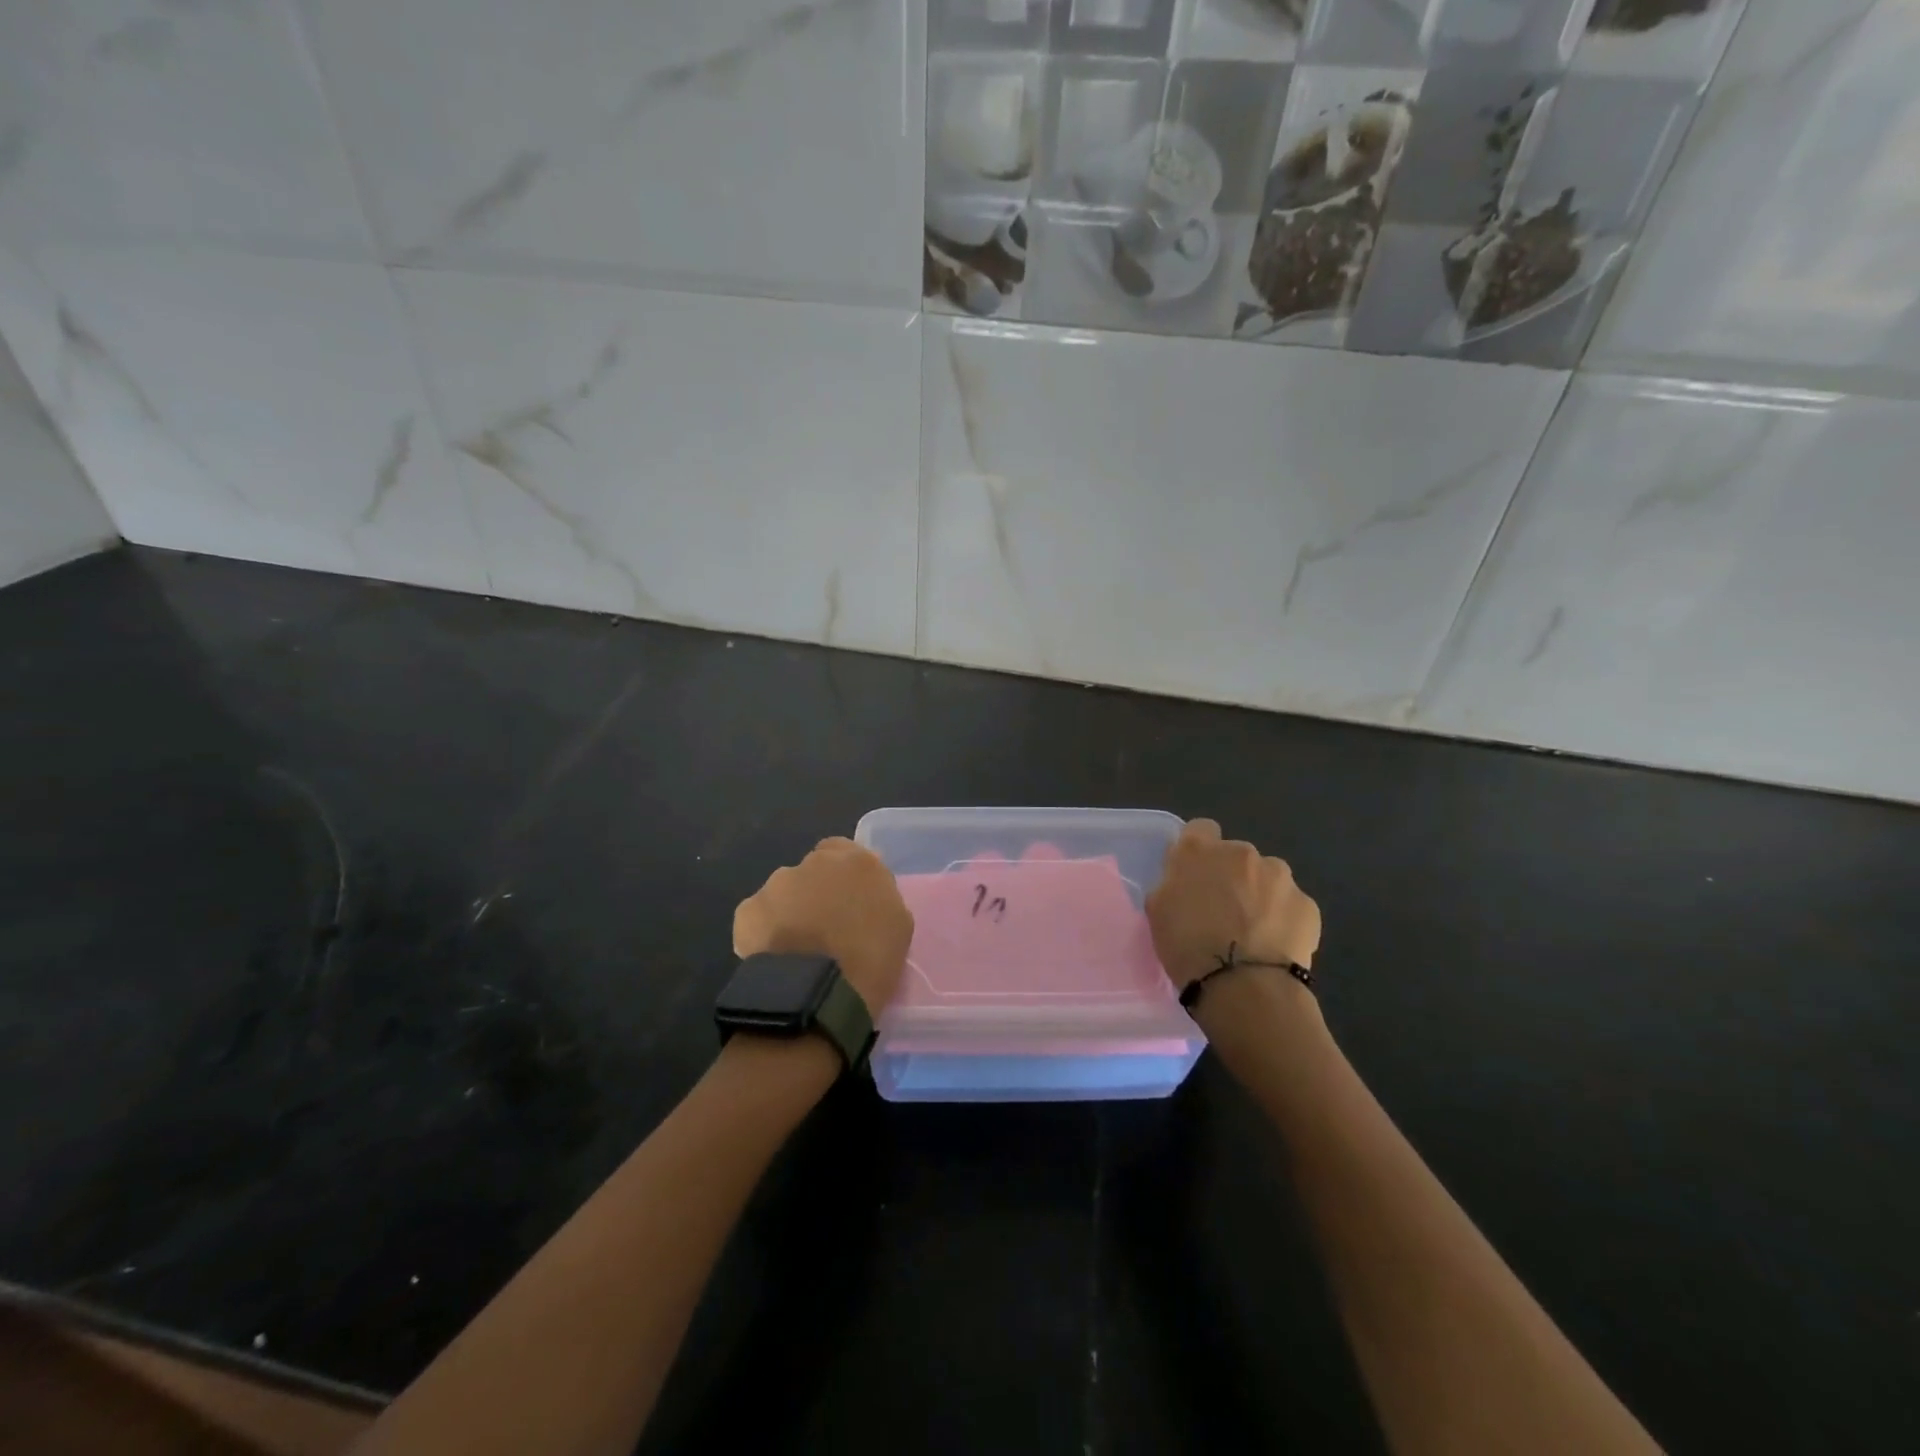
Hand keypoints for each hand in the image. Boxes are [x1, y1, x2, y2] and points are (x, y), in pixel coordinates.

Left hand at [732, 838, 913, 1017]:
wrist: (820, 993)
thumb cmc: (871, 961)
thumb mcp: (898, 925)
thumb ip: (880, 898)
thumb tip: (865, 897)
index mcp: (857, 862)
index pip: (846, 851)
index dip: (844, 877)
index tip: (847, 902)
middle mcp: (816, 862)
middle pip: (813, 871)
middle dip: (816, 892)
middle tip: (823, 928)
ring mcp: (777, 883)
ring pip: (783, 893)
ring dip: (790, 911)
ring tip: (797, 949)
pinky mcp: (748, 910)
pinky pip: (758, 918)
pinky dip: (763, 933)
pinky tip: (774, 959)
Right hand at [1145, 819, 1321, 992]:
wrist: (1244, 987)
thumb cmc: (1188, 947)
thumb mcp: (1158, 910)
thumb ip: (1173, 881)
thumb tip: (1185, 879)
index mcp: (1199, 850)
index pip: (1199, 829)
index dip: (1198, 852)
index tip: (1195, 878)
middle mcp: (1241, 852)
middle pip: (1236, 856)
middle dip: (1232, 876)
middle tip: (1222, 913)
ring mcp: (1280, 876)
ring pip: (1267, 879)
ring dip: (1260, 896)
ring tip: (1253, 934)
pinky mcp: (1307, 904)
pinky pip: (1290, 906)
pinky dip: (1283, 920)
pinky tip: (1274, 947)